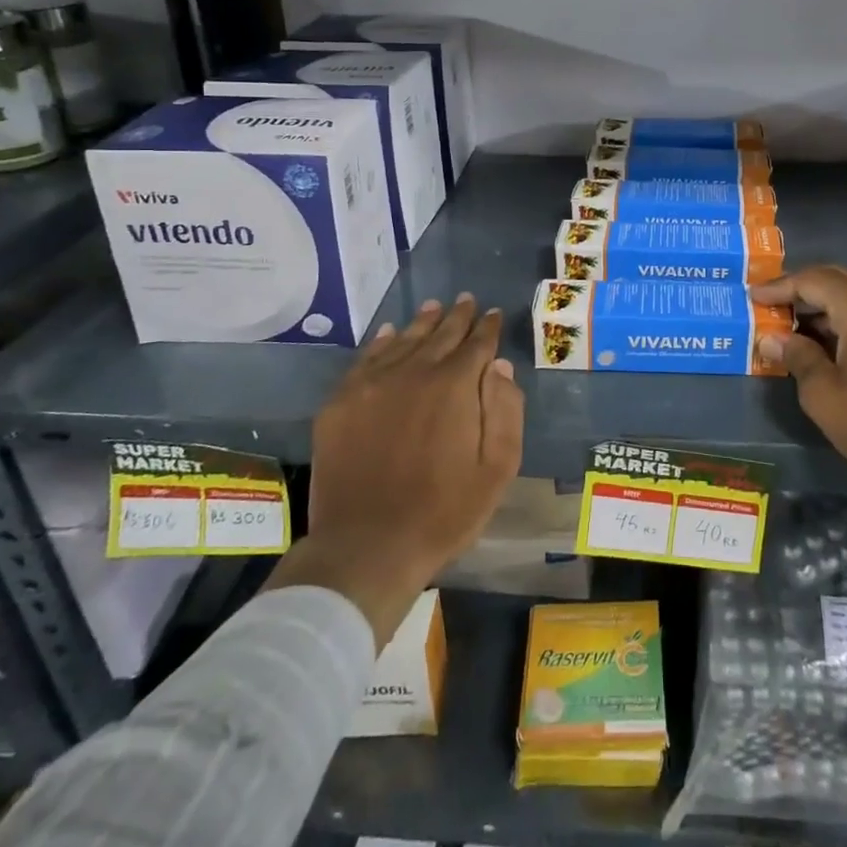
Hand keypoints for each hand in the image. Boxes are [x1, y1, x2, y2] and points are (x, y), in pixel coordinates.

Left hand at [263, 294, 523, 645]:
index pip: (477, 344)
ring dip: (423, 322)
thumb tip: (500, 367)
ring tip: (434, 307)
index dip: (488, 327)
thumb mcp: (497, 468)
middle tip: (467, 300)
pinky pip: (366, 359)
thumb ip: (506, 411)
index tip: (494, 313)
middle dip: (458, 316)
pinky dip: (382, 342)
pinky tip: (390, 333)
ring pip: (404, 340)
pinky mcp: (341, 403)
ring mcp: (372, 385)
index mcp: (455, 386)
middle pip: (440, 335)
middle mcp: (414, 373)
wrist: (366, 547)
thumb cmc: (444, 512)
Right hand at [751, 265, 846, 505]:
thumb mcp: (824, 395)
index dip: (778, 287)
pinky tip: (830, 342)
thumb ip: (796, 357)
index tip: (752, 297)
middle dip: (802, 292)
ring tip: (794, 326)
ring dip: (825, 307)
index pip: (811, 280)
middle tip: (771, 307)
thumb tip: (772, 338)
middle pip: (837, 281)